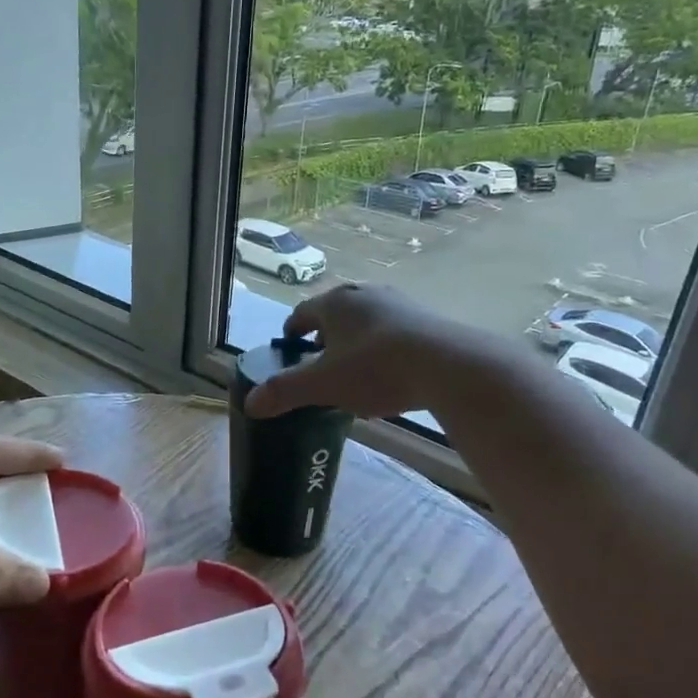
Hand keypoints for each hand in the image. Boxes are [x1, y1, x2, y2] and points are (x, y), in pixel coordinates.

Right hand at [246, 284, 467, 420]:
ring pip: (366, 320)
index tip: (288, 348)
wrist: (447, 366)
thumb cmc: (375, 369)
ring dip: (355, 341)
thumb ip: (285, 392)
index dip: (292, 331)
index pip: (302, 313)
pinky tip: (389, 373)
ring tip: (353, 370)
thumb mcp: (323, 385)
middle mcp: (365, 294)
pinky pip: (393, 330)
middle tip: (319, 364)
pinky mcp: (426, 318)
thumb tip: (250, 403)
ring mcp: (399, 303)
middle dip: (324, 337)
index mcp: (335, 303)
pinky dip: (383, 347)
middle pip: (335, 314)